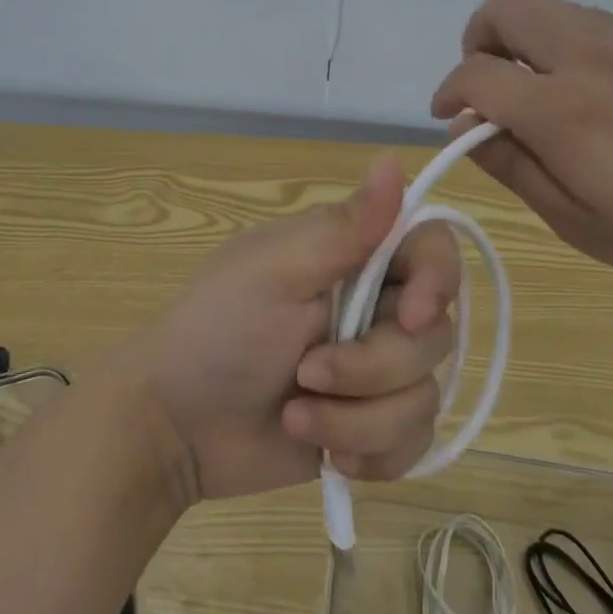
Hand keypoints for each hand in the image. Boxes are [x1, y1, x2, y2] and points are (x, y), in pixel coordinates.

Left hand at [115, 159, 461, 500]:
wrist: (175, 427)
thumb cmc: (216, 330)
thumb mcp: (276, 271)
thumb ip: (345, 227)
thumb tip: (396, 160)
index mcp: (354, 254)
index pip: (432, 248)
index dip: (437, 281)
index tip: (411, 317)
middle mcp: (376, 305)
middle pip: (434, 334)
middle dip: (371, 368)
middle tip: (306, 374)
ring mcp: (376, 371)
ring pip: (423, 395)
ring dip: (358, 418)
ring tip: (297, 416)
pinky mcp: (371, 427)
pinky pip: (412, 444)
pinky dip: (368, 453)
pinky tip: (324, 453)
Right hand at [430, 0, 612, 288]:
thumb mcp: (576, 220)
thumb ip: (513, 166)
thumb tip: (464, 127)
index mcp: (563, 109)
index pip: (477, 73)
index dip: (448, 93)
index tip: (449, 120)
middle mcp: (585, 58)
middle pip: (504, 8)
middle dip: (476, 41)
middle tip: (484, 90)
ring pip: (541, 3)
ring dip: (513, 34)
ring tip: (523, 84)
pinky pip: (577, 15)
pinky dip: (551, 34)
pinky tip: (569, 81)